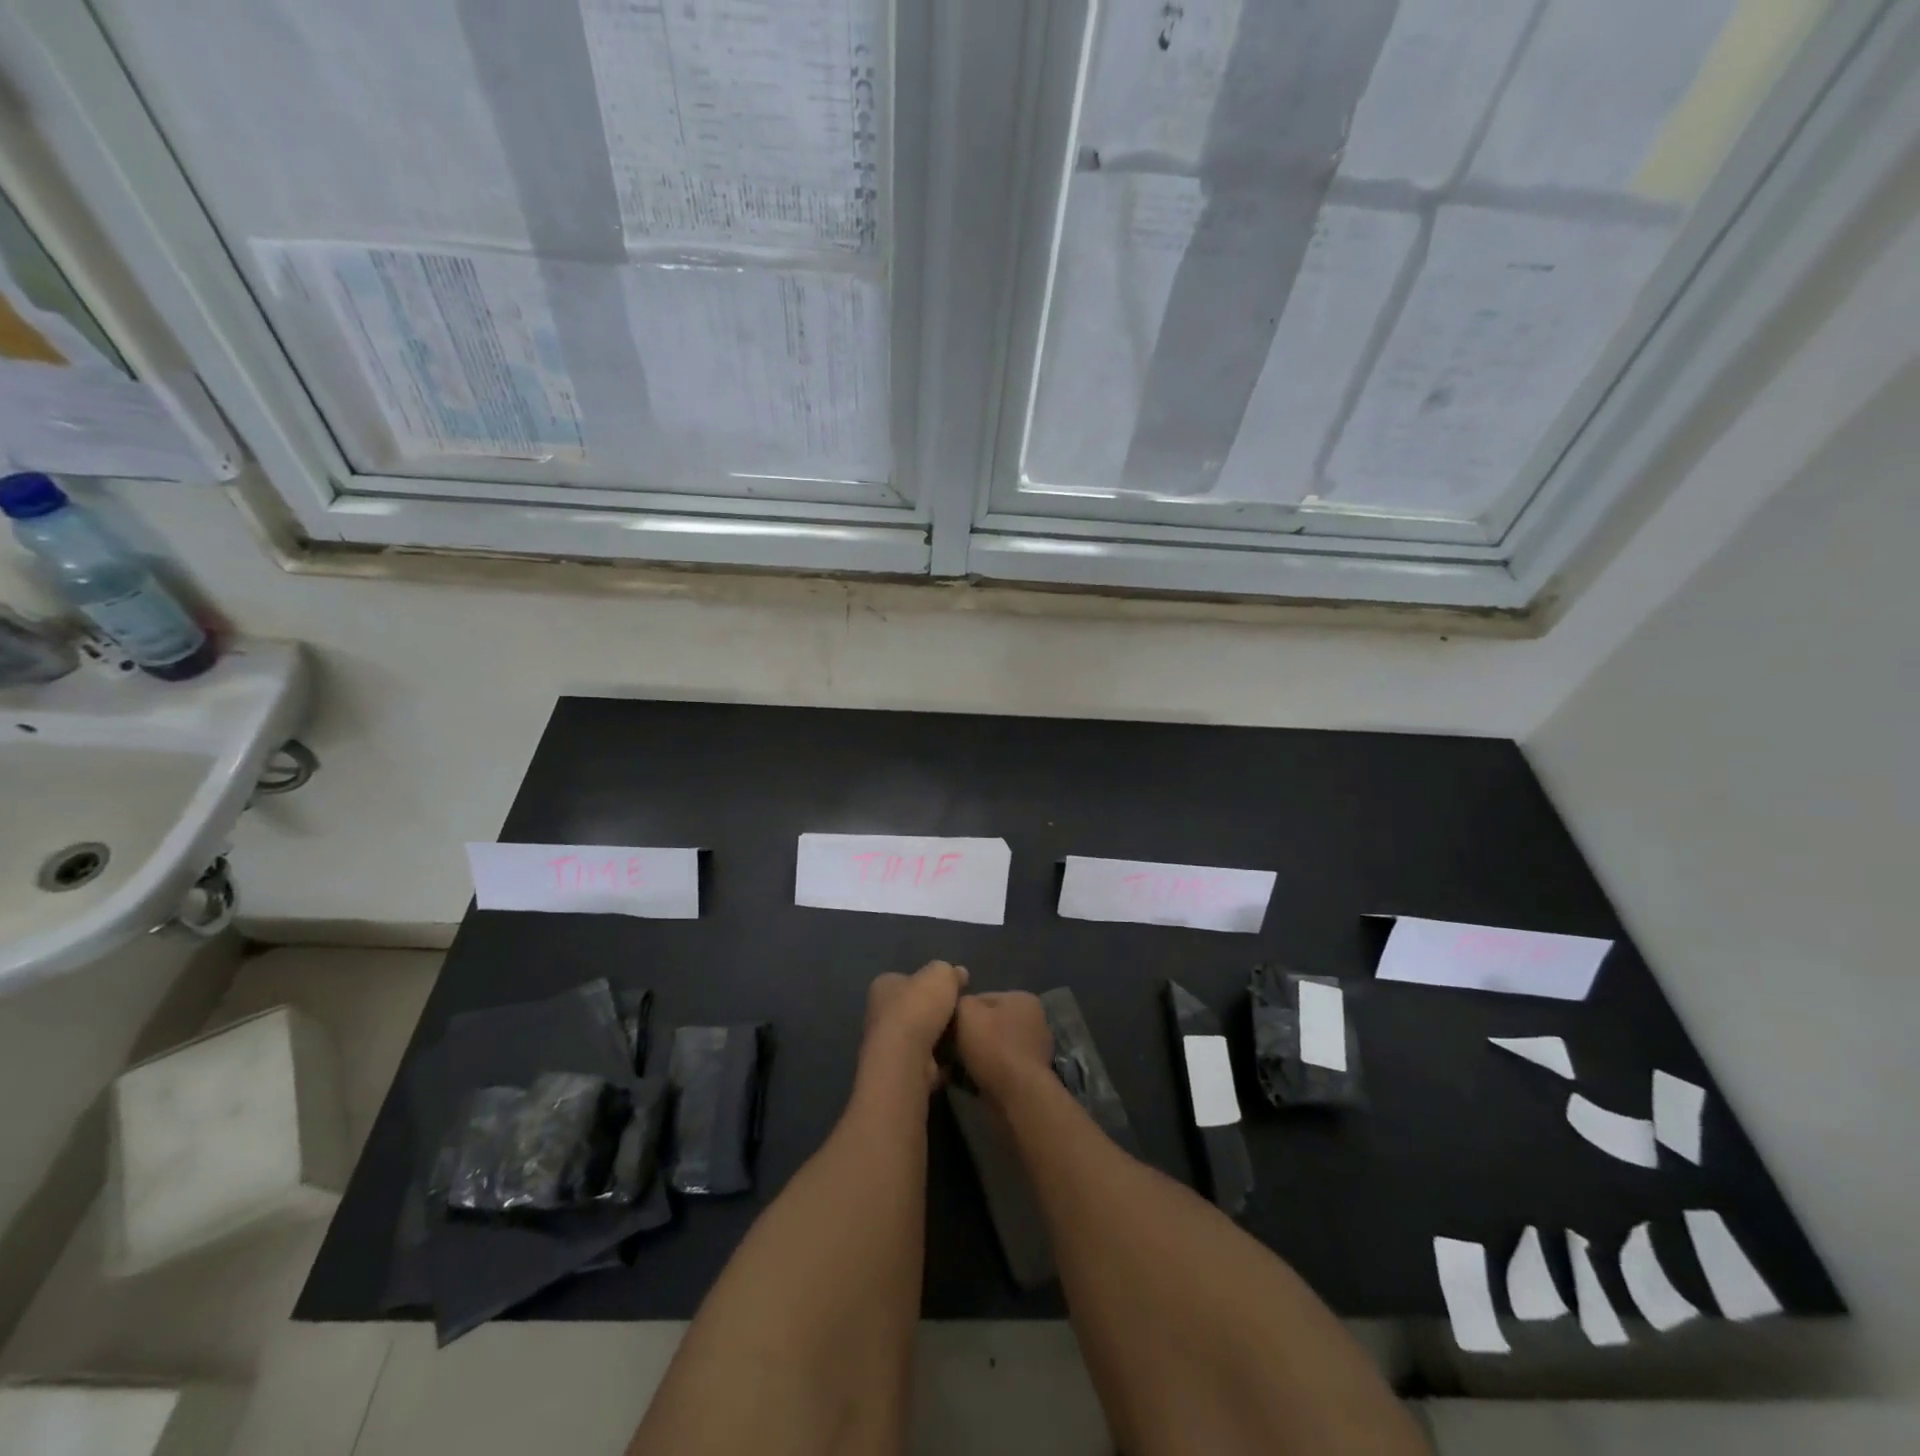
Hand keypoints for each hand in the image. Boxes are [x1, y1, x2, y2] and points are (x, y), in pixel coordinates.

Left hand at [862, 960, 968, 1091]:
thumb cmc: (918, 1007)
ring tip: (963, 1035)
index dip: (929, 983)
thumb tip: (959, 974)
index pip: (907, 980)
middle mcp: (880, 1014)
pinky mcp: (900, 1069)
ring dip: (939, 1037)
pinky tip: (956, 1057)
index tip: (951, 990)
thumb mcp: (941, 974)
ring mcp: (888, 1045)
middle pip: (914, 1008)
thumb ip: (950, 972)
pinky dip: (940, 1060)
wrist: (906, 1058)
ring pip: (921, 1036)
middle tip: (961, 1013)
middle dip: (936, 1012)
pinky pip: (926, 1061)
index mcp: (884, 985)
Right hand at [953, 992, 1054, 1104]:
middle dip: (969, 1036)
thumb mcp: (966, 1013)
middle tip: (948, 1050)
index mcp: (1022, 998)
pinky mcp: (1031, 1076)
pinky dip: (986, 1072)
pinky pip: (1000, 1067)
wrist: (1018, 1096)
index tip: (945, 1029)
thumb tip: (955, 1009)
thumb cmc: (993, 1047)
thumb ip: (959, 1002)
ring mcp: (1035, 1049)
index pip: (980, 998)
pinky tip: (970, 1081)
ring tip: (956, 1068)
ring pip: (993, 1047)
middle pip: (989, 1023)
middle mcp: (1034, 1020)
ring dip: (976, 1055)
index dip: (959, 1013)